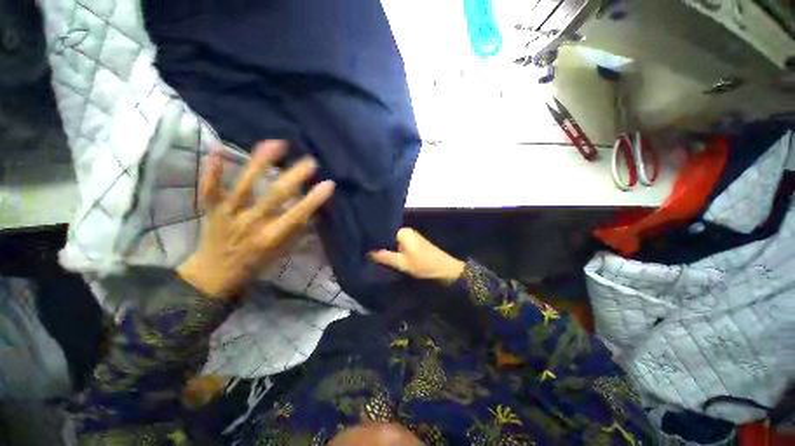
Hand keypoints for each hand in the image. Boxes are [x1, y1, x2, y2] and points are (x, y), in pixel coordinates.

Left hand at [177, 140, 334, 298]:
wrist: (215, 275)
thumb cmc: (255, 263)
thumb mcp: (281, 253)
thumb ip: (295, 231)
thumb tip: (312, 210)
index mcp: (272, 236)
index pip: (297, 215)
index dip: (314, 199)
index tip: (328, 184)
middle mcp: (252, 223)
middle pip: (275, 196)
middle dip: (295, 176)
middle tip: (310, 161)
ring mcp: (230, 214)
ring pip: (244, 186)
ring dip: (260, 164)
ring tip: (276, 144)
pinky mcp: (212, 210)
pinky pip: (210, 189)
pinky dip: (212, 171)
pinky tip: (217, 151)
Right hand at [370, 228, 464, 284]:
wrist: (445, 270)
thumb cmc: (423, 264)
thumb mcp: (401, 263)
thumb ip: (384, 256)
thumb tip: (368, 252)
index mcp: (403, 231)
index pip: (383, 233)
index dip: (374, 241)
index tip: (364, 248)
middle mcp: (406, 231)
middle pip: (388, 237)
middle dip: (381, 245)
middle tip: (368, 254)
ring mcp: (412, 236)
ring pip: (394, 242)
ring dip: (388, 249)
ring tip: (376, 256)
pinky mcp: (416, 243)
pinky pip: (401, 245)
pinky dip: (395, 250)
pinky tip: (389, 257)